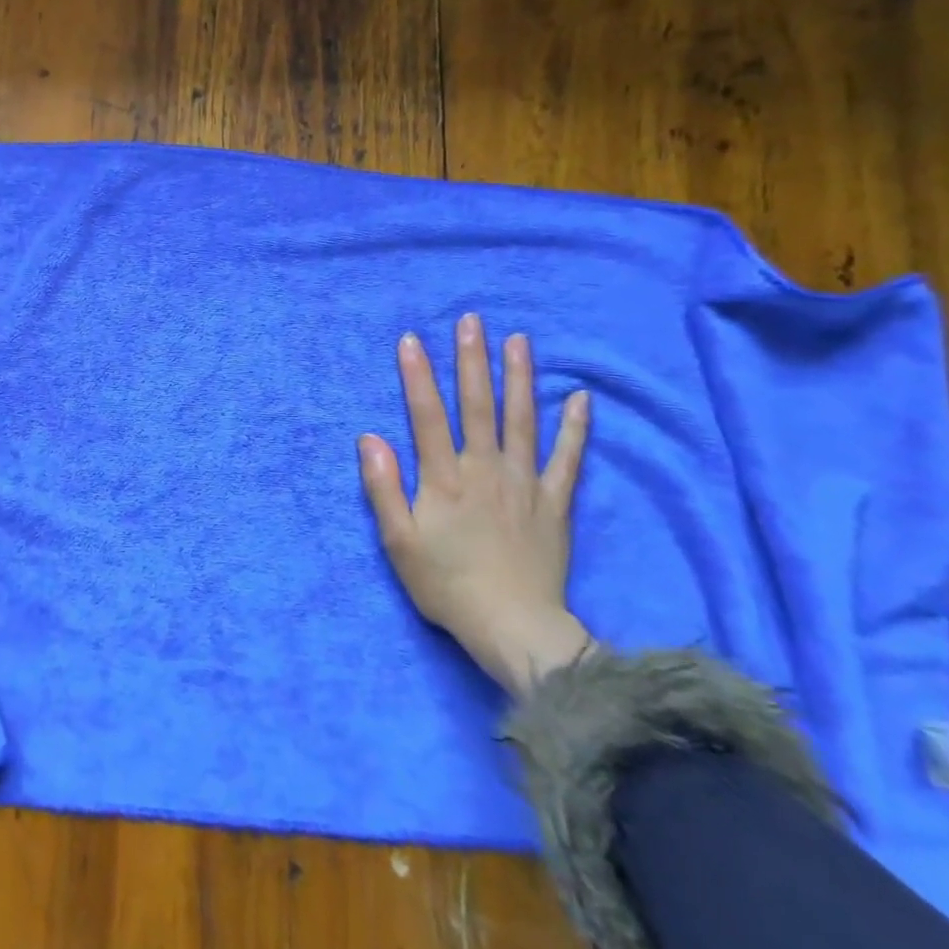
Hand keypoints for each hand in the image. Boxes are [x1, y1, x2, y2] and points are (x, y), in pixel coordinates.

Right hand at [358, 314, 592, 697]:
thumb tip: (369, 437)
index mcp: (444, 479)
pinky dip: (575, 428)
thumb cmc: (446, 584)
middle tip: (472, 320)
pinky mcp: (555, 503)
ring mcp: (525, 483)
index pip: (427, 415)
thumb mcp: (399, 542)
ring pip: (522, 420)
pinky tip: (580, 398)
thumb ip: (383, 488)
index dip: (417, 376)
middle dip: (472, 361)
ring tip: (518, 341)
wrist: (513, 628)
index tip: (411, 339)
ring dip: (519, 378)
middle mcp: (485, 470)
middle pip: (478, 406)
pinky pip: (567, 459)